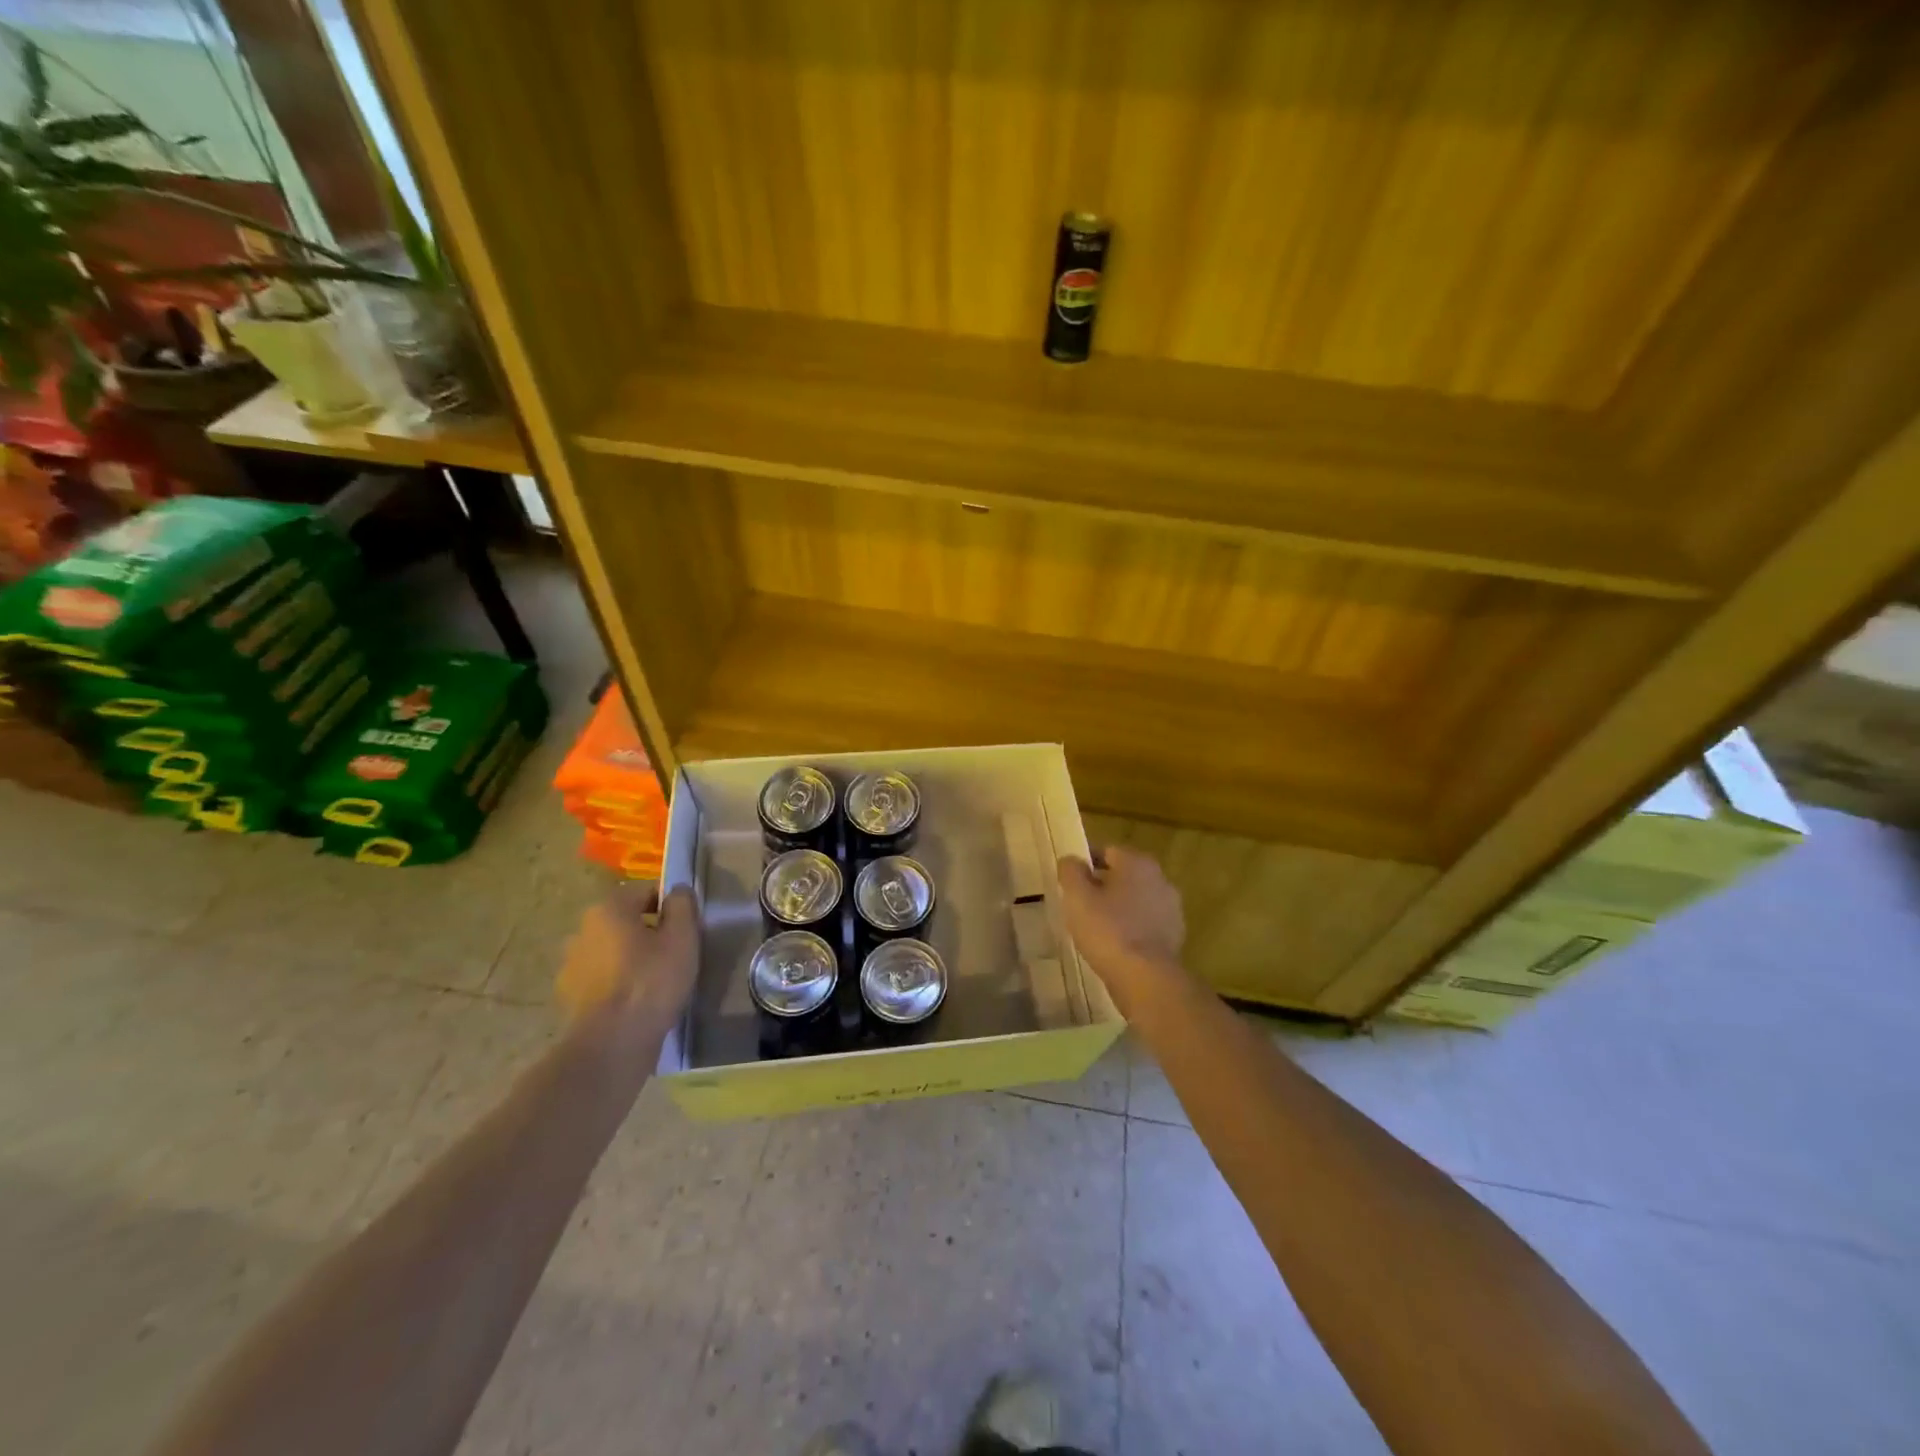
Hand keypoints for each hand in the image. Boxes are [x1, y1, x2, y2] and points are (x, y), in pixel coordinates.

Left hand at [556, 883, 698, 1047]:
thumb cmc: (652, 981)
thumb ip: (683, 905)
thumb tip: (678, 890)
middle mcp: (582, 930)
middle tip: (674, 955)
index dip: (671, 907)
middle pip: (626, 921)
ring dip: (630, 957)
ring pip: (611, 950)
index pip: (646, 892)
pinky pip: (600, 978)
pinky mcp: (569, 996)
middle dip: (649, 932)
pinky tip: (635, 1001)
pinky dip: (616, 982)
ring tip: (654, 981)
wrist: (612, 1043)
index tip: (687, 929)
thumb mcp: (682, 937)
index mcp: (609, 909)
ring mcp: (570, 965)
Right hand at [1057, 846, 1185, 1013]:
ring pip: (1136, 900)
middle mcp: (1160, 879)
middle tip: (1080, 903)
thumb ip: (1071, 872)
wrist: (1145, 978)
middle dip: (1103, 885)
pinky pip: (1145, 924)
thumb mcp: (1077, 897)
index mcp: (1138, 863)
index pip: (1108, 851)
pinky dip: (1131, 929)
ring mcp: (1171, 909)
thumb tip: (1071, 860)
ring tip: (1095, 927)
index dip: (1086, 862)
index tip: (1069, 880)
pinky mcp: (1174, 937)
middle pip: (1124, 875)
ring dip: (1118, 908)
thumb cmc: (1108, 930)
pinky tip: (1114, 945)